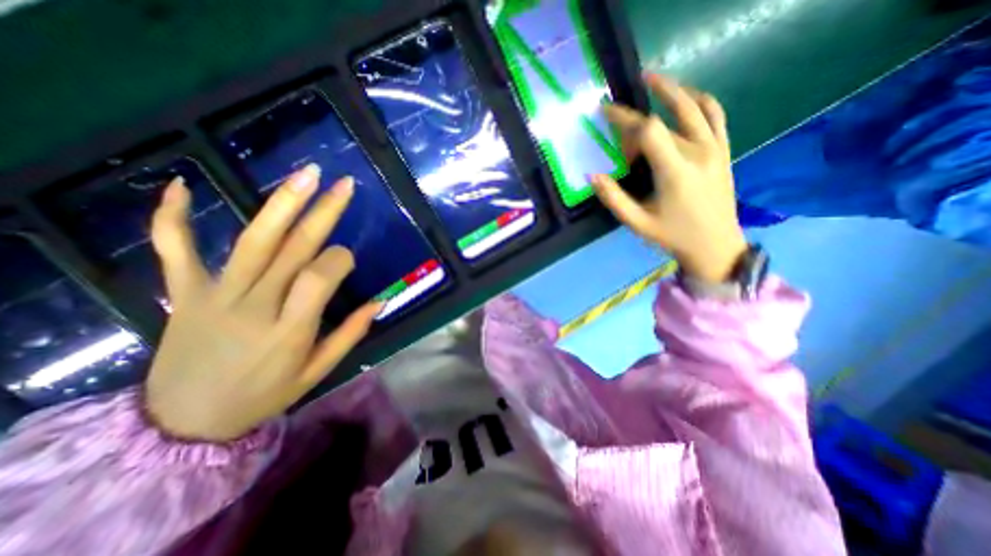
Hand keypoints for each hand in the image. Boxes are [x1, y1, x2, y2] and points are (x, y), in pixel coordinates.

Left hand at [146, 166, 379, 443]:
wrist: (184, 422)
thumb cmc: (263, 395)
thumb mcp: (317, 371)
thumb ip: (351, 334)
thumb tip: (382, 301)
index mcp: (291, 329)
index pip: (321, 276)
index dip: (340, 260)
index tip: (346, 258)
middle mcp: (255, 305)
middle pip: (294, 248)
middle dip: (324, 212)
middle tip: (344, 184)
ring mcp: (215, 295)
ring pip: (254, 240)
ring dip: (282, 203)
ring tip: (306, 175)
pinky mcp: (183, 293)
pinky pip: (175, 250)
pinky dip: (174, 217)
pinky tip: (185, 185)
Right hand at [591, 72, 747, 282]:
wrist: (715, 244)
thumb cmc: (672, 235)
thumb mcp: (637, 222)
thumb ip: (614, 198)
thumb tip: (592, 176)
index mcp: (674, 171)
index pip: (648, 130)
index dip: (624, 120)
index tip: (606, 116)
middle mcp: (697, 152)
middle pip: (665, 117)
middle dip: (637, 112)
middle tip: (618, 103)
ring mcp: (715, 148)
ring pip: (695, 106)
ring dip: (673, 89)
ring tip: (653, 79)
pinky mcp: (723, 150)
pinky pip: (715, 115)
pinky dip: (701, 100)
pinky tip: (688, 96)